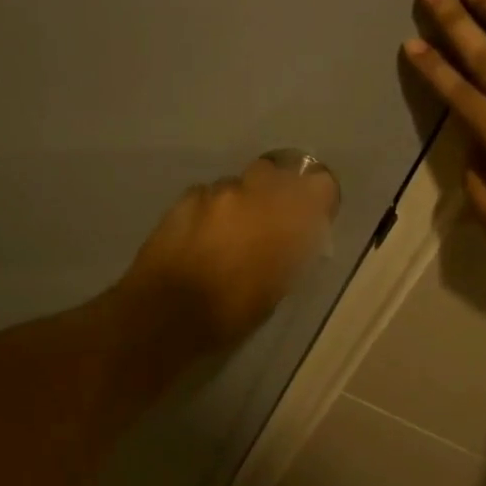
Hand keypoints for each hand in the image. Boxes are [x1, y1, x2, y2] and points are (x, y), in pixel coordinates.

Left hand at [118, 155, 340, 351]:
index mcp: (286, 218)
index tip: (311, 215)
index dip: (317, 197)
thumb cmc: (230, 312)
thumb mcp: (276, 289)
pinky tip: (199, 235)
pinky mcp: (185, 197)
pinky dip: (209, 209)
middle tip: (266, 222)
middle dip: (273, 191)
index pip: (319, 184)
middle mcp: (255, 193)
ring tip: (226, 234)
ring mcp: (217, 192)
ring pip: (238, 185)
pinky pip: (207, 195)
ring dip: (238, 202)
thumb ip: (291, 252)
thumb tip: (297, 239)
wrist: (165, 313)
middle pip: (275, 173)